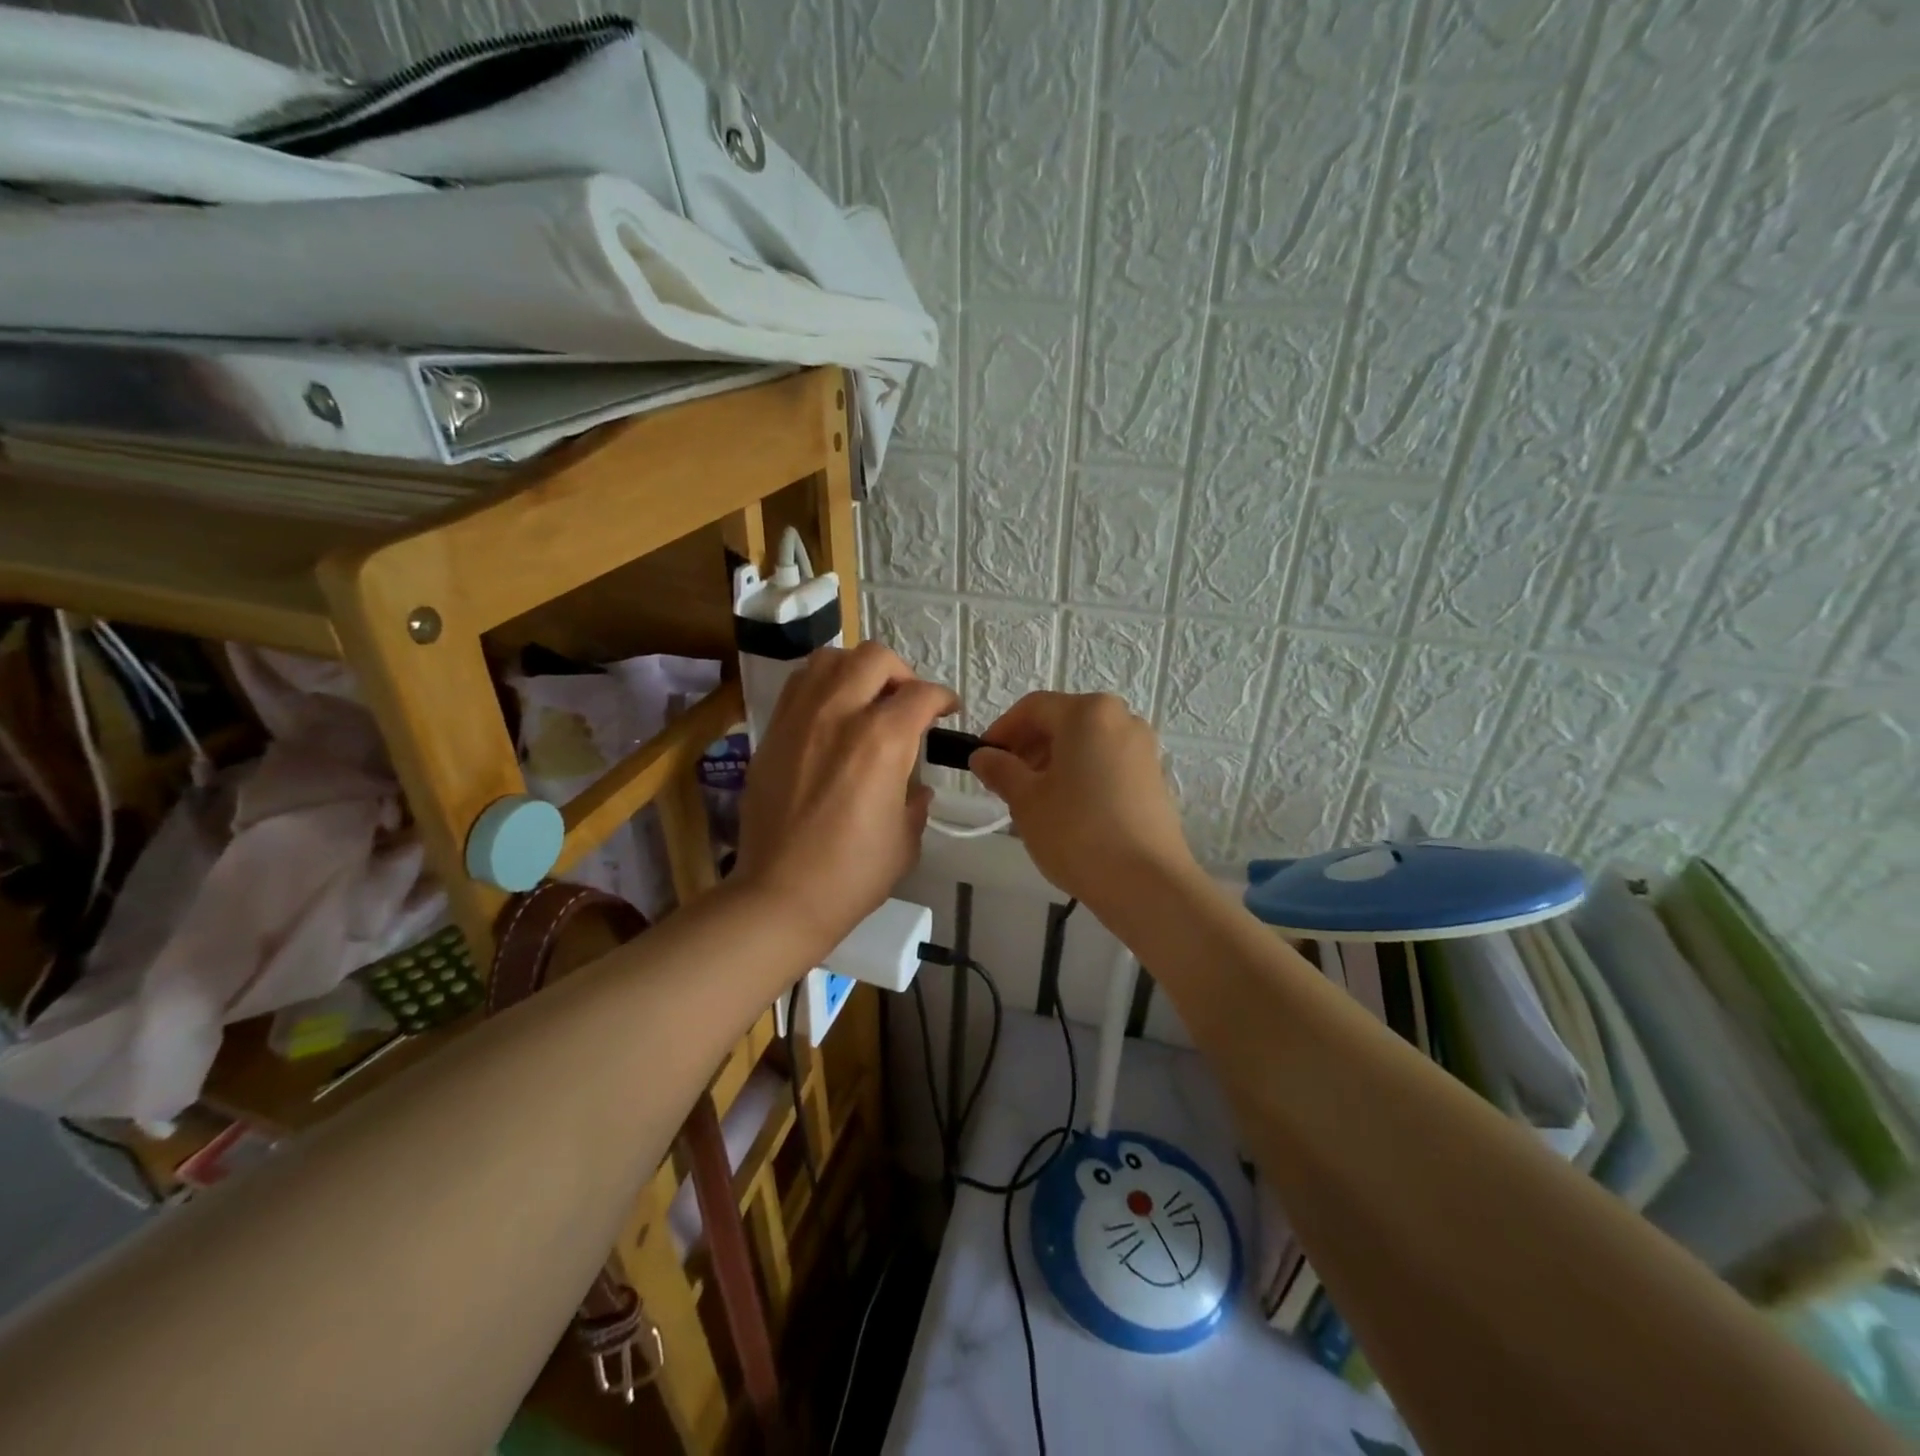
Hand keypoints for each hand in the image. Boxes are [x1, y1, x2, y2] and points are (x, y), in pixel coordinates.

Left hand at [735, 641, 957, 958]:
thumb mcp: (905, 840)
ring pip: (830, 659)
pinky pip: (798, 685)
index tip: (947, 712)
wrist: (779, 895)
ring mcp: (799, 719)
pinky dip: (822, 685)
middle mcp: (839, 714)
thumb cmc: (852, 874)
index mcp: (882, 741)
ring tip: (865, 698)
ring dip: (856, 670)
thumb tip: (917, 788)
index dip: (943, 699)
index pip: (922, 695)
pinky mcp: (772, 732)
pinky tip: (831, 714)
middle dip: (901, 672)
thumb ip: (916, 802)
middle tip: (906, 701)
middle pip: (875, 658)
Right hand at [969, 692, 1198, 910]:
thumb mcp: (1026, 800)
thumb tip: (983, 756)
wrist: (1147, 883)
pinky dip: (1081, 773)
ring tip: (1033, 798)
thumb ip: (1000, 770)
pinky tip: (1067, 808)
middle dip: (1028, 746)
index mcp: (1088, 713)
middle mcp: (1121, 718)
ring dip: (1053, 761)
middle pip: (1062, 721)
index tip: (982, 758)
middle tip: (1004, 781)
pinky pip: (1106, 762)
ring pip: (1085, 742)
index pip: (1033, 708)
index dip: (1002, 730)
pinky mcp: (1154, 777)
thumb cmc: (1077, 832)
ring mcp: (1143, 747)